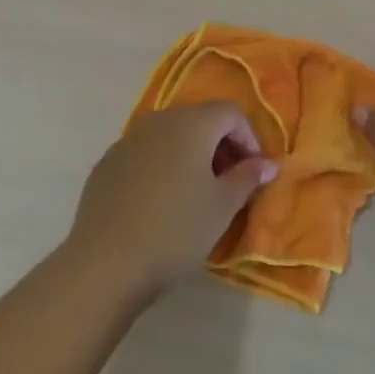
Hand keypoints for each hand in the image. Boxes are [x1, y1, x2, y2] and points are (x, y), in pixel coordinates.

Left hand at [67, 103, 276, 303]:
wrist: (106, 262)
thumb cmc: (176, 230)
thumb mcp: (222, 207)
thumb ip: (247, 178)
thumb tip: (267, 163)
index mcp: (192, 123)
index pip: (231, 112)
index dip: (249, 138)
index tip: (252, 172)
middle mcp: (159, 119)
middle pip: (199, 119)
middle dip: (219, 145)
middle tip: (228, 183)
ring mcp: (128, 139)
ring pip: (169, 135)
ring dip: (189, 154)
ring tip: (194, 193)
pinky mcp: (107, 162)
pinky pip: (144, 153)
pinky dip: (160, 166)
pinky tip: (159, 202)